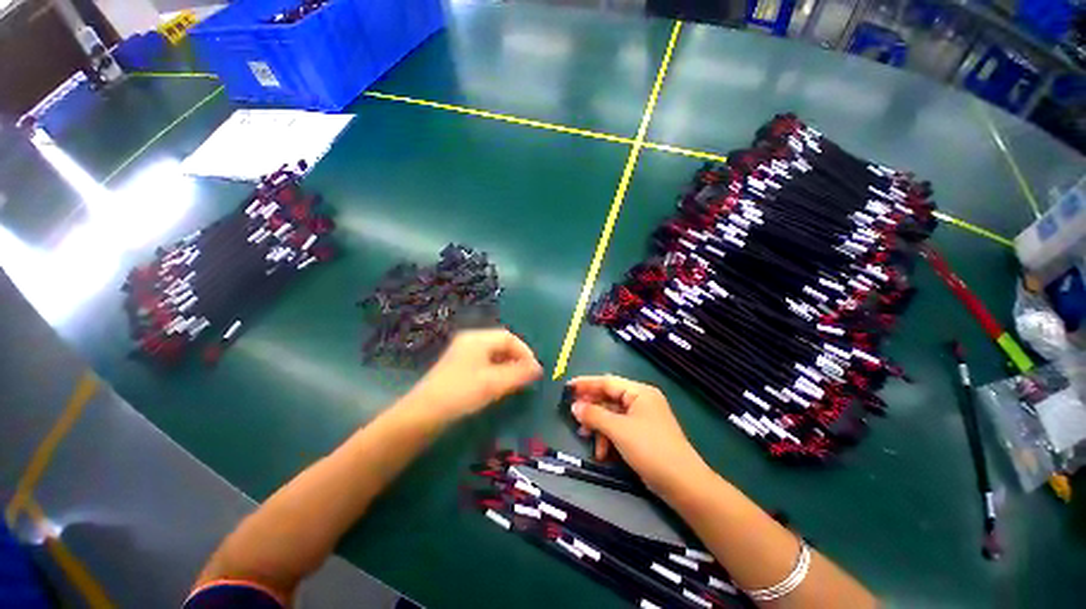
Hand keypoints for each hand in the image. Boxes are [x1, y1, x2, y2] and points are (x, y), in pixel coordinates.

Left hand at [406, 329, 542, 422]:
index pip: (510, 338)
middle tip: (527, 377)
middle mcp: (470, 341)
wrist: (422, 414)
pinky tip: (498, 385)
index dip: (525, 352)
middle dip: (517, 359)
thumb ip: (519, 374)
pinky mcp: (458, 367)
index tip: (535, 370)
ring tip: (516, 382)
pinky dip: (496, 371)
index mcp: (478, 338)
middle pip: (501, 344)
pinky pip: (484, 363)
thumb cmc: (461, 393)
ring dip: (508, 366)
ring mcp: (462, 353)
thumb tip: (539, 368)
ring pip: (493, 354)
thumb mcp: (494, 383)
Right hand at [568, 375, 708, 496]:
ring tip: (585, 436)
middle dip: (591, 409)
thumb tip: (574, 406)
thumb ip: (594, 415)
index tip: (567, 387)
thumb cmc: (650, 449)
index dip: (586, 384)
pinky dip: (608, 438)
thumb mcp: (619, 430)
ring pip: (612, 416)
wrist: (683, 484)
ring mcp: (643, 418)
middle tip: (573, 415)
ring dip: (598, 426)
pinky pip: (619, 429)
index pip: (607, 382)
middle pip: (609, 399)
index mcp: (639, 392)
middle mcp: (641, 401)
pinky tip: (601, 452)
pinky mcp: (643, 435)